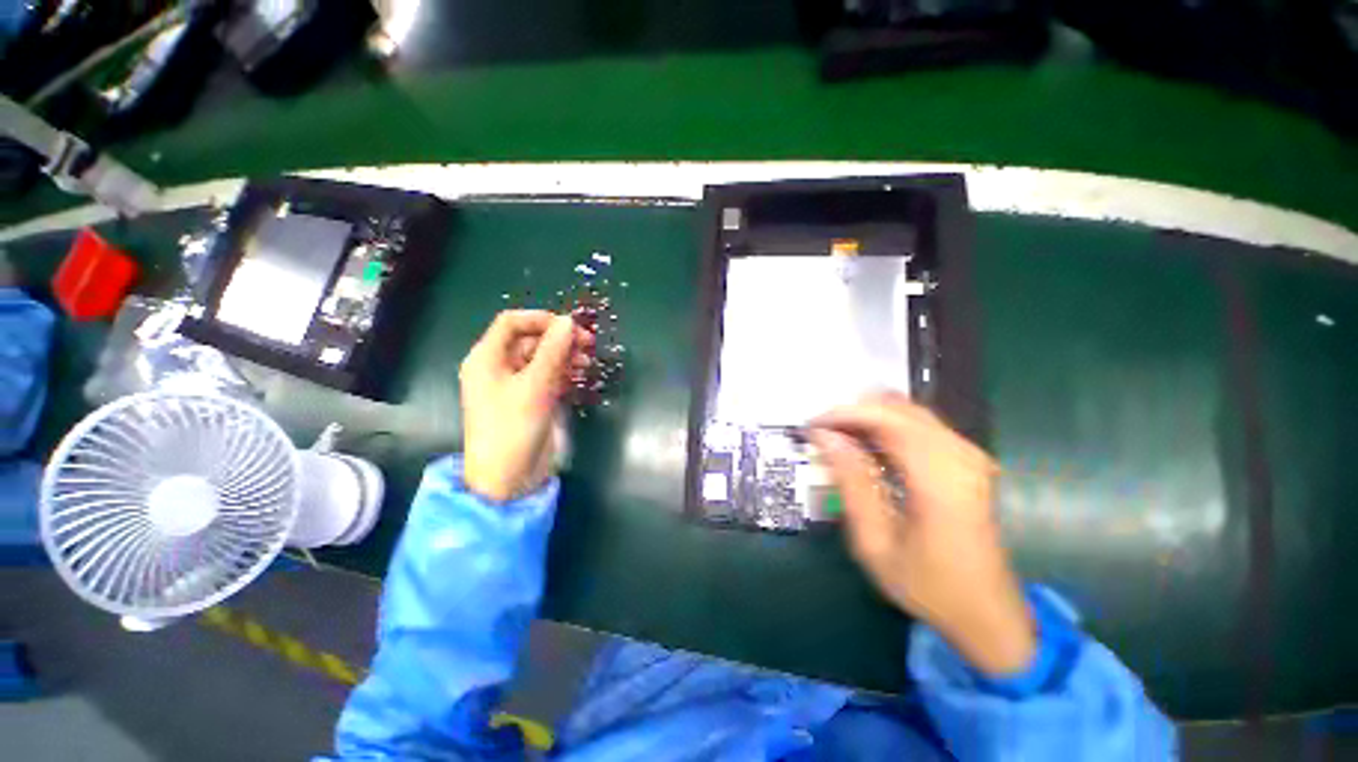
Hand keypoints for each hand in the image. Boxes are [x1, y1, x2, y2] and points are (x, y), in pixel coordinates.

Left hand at [459, 310, 593, 502]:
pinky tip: (580, 376)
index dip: (540, 319)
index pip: (511, 323)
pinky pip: (548, 377)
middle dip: (559, 339)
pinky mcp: (531, 401)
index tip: (569, 326)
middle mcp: (499, 368)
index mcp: (487, 359)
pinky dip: (564, 373)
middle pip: (531, 340)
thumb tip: (569, 321)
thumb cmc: (513, 428)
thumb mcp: (535, 386)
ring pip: (542, 359)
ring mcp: (515, 386)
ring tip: (588, 362)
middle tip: (589, 344)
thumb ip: (553, 351)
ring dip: (565, 356)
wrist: (508, 479)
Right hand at [807, 393, 1035, 676]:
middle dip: (853, 413)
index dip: (844, 414)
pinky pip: (921, 425)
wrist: (987, 613)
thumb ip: (851, 482)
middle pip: (899, 408)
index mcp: (940, 479)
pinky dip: (887, 426)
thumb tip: (825, 437)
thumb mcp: (875, 542)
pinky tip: (867, 445)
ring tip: (838, 437)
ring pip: (909, 411)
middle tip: (822, 433)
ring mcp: (969, 455)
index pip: (887, 420)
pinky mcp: (968, 460)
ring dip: (868, 418)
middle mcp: (961, 456)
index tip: (811, 426)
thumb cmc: (927, 585)